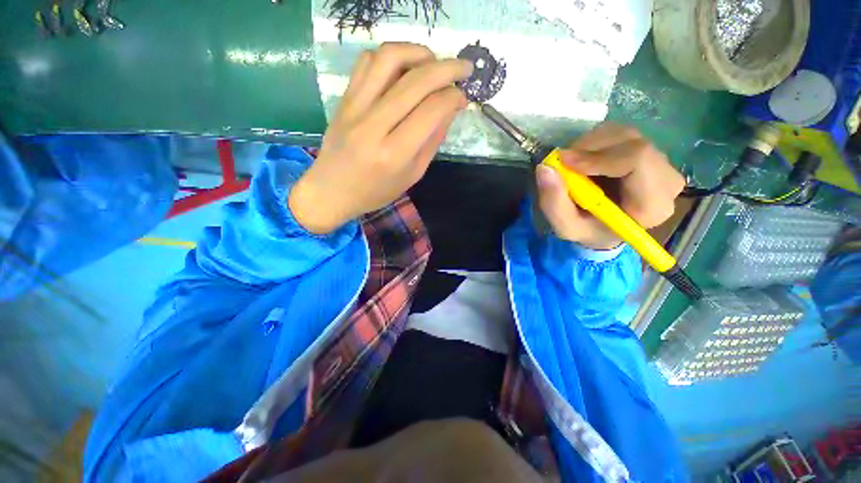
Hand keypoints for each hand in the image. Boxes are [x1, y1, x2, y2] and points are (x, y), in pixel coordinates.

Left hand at [289, 42, 473, 233]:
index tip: (463, 97)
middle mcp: (374, 126)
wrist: (332, 190)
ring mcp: (355, 108)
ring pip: (389, 59)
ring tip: (434, 62)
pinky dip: (391, 56)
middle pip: (416, 82)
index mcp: (394, 153)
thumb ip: (432, 142)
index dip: (453, 97)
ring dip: (419, 52)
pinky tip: (403, 67)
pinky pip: (367, 62)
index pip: (431, 111)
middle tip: (464, 68)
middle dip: (448, 68)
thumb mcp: (412, 175)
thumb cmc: (376, 191)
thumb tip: (451, 108)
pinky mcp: (344, 98)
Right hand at [536, 123, 684, 249]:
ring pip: (625, 135)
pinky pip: (622, 135)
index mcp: (652, 205)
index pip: (637, 160)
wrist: (605, 228)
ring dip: (590, 144)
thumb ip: (554, 202)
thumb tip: (545, 167)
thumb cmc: (588, 231)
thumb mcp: (566, 226)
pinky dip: (595, 142)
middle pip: (632, 143)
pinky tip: (585, 160)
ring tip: (572, 165)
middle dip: (590, 147)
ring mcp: (662, 163)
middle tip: (563, 161)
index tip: (564, 162)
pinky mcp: (650, 152)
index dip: (598, 156)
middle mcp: (667, 180)